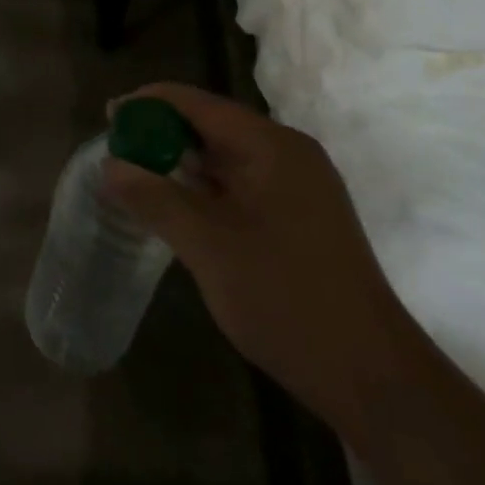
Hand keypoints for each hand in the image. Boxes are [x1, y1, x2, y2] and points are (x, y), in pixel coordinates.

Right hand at [103, 83, 424, 435]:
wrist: (375, 381)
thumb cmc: (287, 300)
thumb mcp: (208, 247)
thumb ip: (154, 198)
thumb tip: (108, 166)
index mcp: (271, 145)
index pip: (196, 102)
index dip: (148, 104)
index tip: (109, 118)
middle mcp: (288, 152)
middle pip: (211, 124)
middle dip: (162, 134)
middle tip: (118, 152)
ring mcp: (299, 186)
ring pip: (226, 156)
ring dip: (183, 163)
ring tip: (139, 177)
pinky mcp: (302, 216)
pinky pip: (242, 184)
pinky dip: (207, 188)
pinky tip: (180, 208)